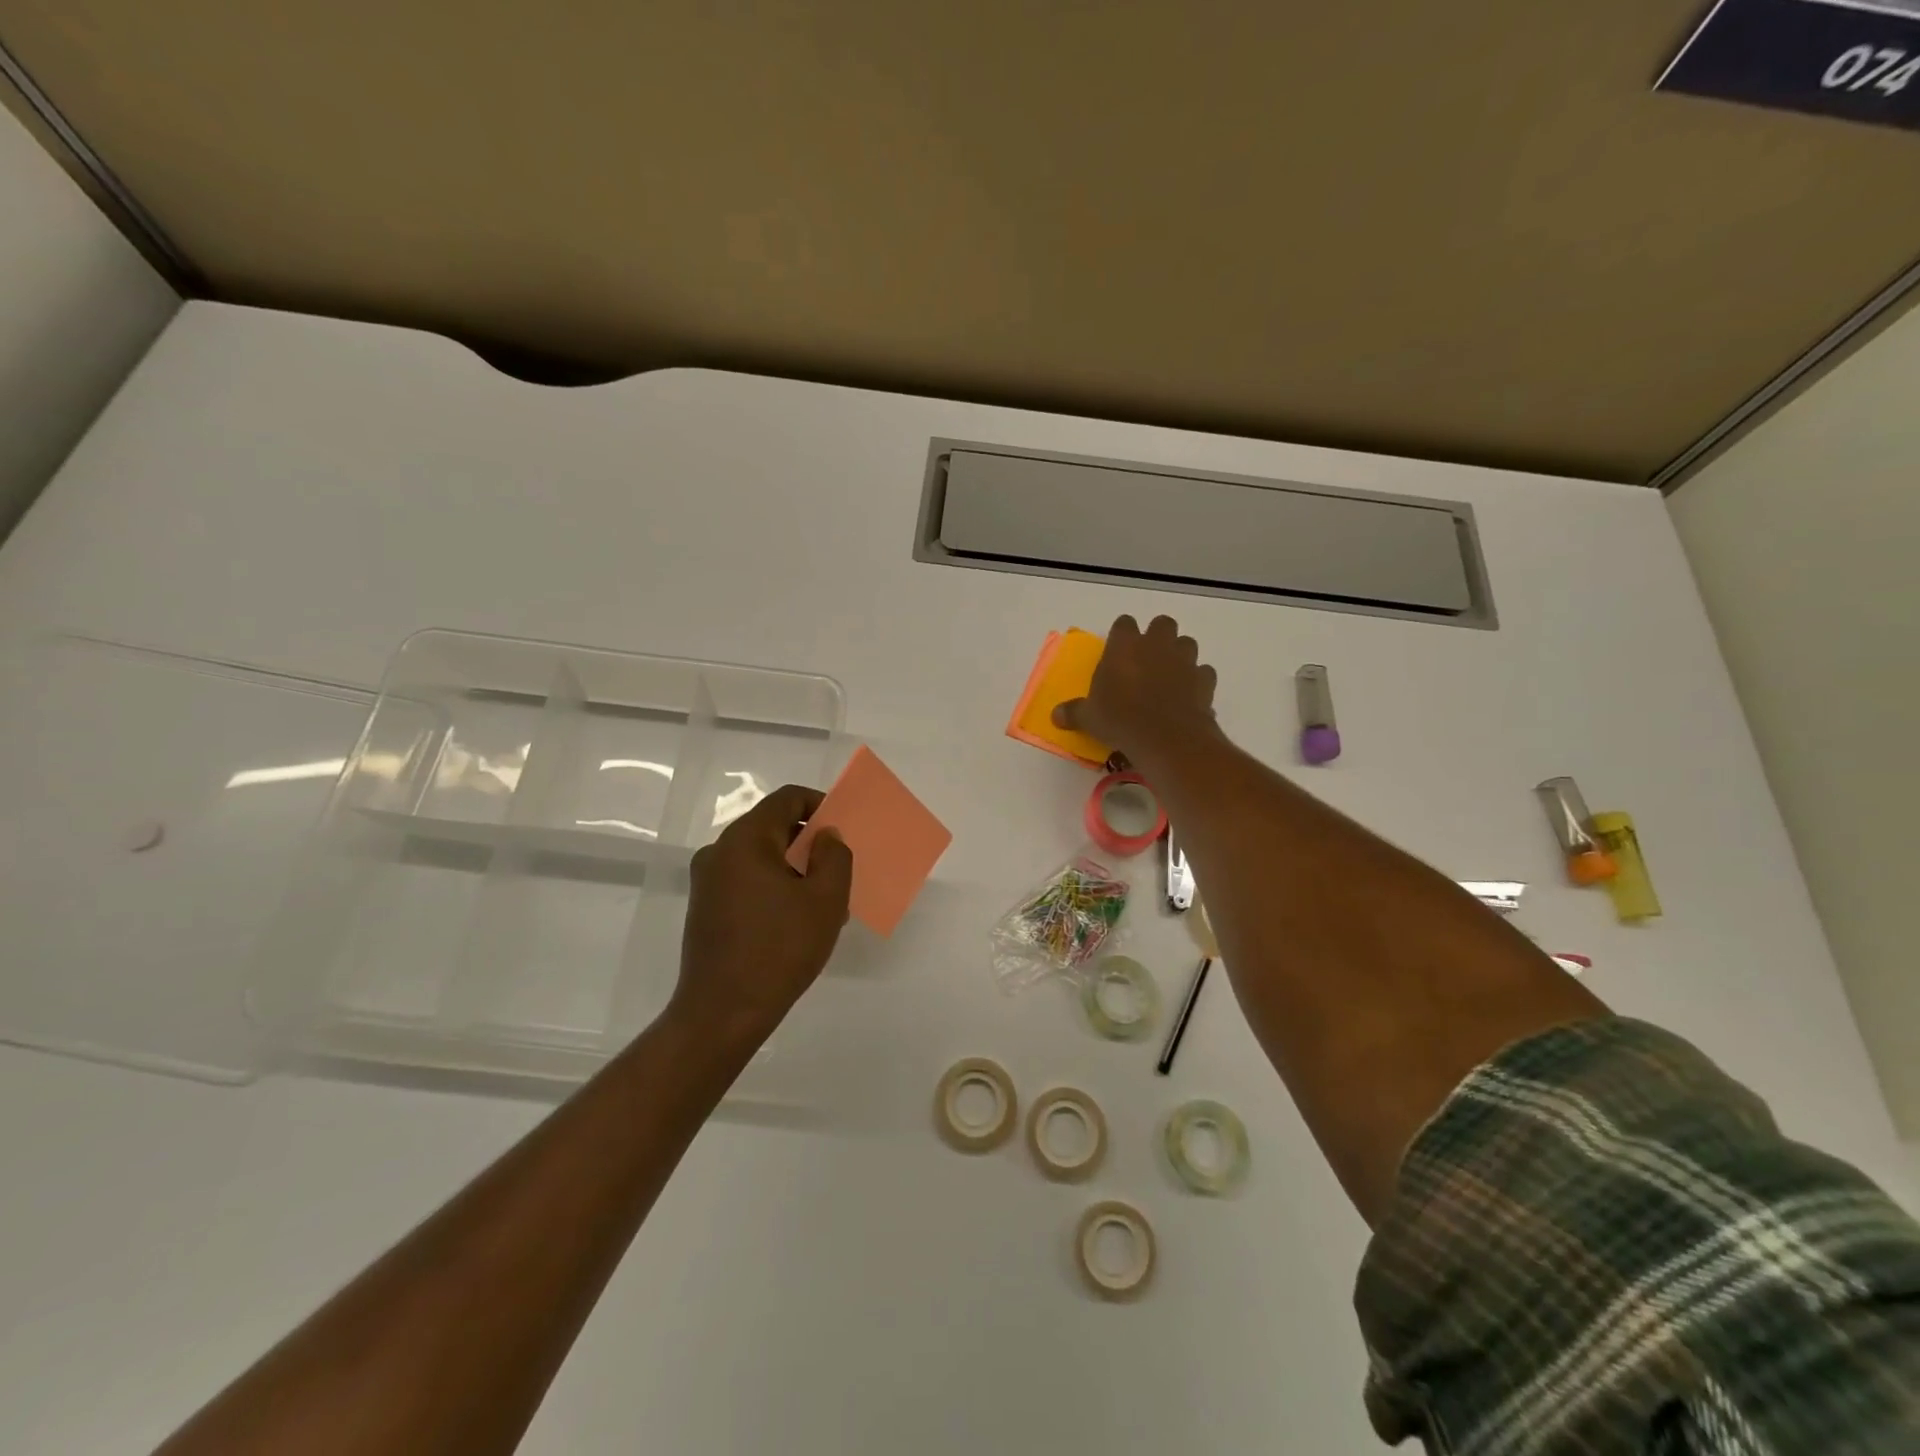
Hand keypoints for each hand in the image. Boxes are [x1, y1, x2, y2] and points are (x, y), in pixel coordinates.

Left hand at [667, 783, 853, 1055]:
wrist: (723, 1013)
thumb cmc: (780, 949)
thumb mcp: (826, 899)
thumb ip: (834, 855)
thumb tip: (825, 836)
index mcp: (746, 839)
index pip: (787, 799)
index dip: (819, 804)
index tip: (842, 828)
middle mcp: (719, 851)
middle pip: (772, 826)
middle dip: (809, 842)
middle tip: (838, 870)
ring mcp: (707, 881)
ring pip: (761, 857)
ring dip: (794, 869)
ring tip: (823, 904)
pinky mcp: (704, 907)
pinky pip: (746, 880)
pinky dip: (774, 887)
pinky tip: (795, 921)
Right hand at [1054, 614, 1218, 763]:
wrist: (1166, 737)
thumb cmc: (1120, 719)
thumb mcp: (1089, 718)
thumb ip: (1073, 712)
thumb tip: (1055, 716)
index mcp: (1125, 645)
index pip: (1124, 623)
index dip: (1122, 635)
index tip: (1117, 651)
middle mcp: (1156, 644)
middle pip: (1162, 624)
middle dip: (1157, 637)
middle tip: (1147, 660)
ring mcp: (1184, 660)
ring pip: (1187, 643)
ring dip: (1179, 655)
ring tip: (1169, 676)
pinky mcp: (1204, 679)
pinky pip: (1203, 672)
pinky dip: (1197, 680)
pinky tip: (1188, 696)